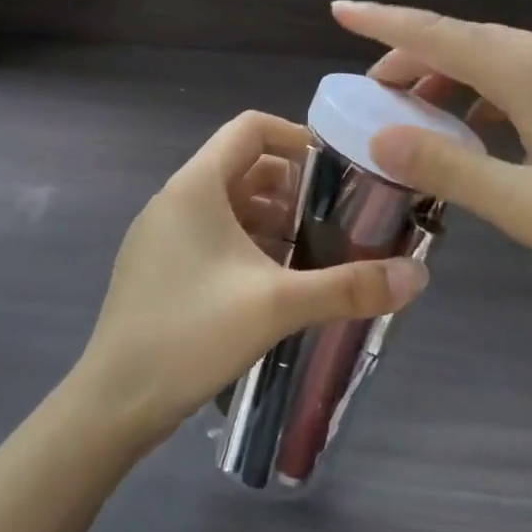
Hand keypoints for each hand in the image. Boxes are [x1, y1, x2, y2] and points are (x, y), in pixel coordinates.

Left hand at [73, 110, 429, 445]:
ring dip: (271, 219)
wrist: (112, 403)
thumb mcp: (276, 305)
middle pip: (242, 167)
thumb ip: (348, 287)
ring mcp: (161, 235)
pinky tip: (274, 283)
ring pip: (227, 206)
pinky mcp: (158, 267)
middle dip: (292, 188)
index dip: (295, 137)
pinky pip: (210, 236)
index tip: (336, 168)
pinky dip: (246, 244)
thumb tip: (419, 275)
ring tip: (313, 251)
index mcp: (195, 186)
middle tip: (335, 217)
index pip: (249, 129)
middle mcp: (175, 200)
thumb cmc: (191, 334)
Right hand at [331, 2, 531, 317]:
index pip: (436, 35)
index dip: (382, 21)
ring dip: (440, 78)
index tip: (339, 9)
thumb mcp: (528, 208)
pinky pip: (512, 76)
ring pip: (485, 57)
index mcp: (527, 73)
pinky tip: (468, 128)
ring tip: (408, 115)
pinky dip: (475, 93)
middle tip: (366, 98)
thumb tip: (379, 138)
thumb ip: (449, 169)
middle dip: (405, 59)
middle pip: (457, 40)